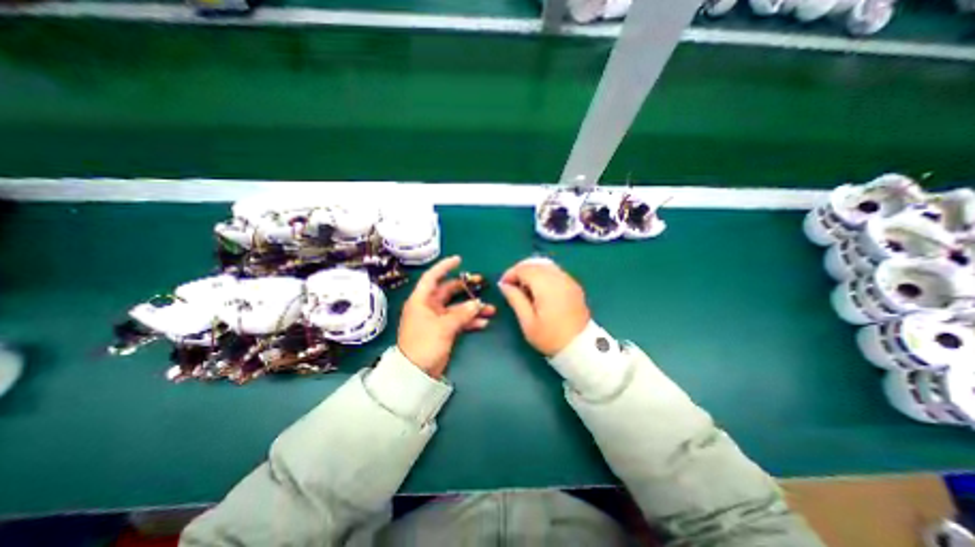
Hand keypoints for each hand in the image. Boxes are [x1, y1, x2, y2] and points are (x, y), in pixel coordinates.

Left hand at [395, 255, 495, 375]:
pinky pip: (459, 320)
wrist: (416, 373)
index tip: (459, 260)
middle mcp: (429, 306)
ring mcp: (437, 318)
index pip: (432, 277)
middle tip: (482, 284)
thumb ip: (462, 313)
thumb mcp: (443, 327)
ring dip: (472, 307)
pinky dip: (470, 321)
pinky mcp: (444, 330)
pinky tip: (484, 322)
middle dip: (465, 288)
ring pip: (457, 307)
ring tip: (490, 309)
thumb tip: (478, 303)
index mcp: (421, 300)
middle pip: (448, 291)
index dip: (444, 267)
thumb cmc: (424, 344)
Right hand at [498, 258, 589, 356]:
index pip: (524, 269)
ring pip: (545, 265)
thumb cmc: (550, 337)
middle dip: (520, 271)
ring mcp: (569, 280)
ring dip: (532, 272)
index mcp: (546, 286)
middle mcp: (559, 278)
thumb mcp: (527, 321)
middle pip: (535, 264)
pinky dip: (543, 275)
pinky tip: (540, 290)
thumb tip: (504, 285)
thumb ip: (515, 299)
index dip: (511, 274)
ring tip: (525, 288)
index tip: (503, 285)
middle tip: (512, 286)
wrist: (580, 347)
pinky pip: (555, 272)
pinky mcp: (574, 286)